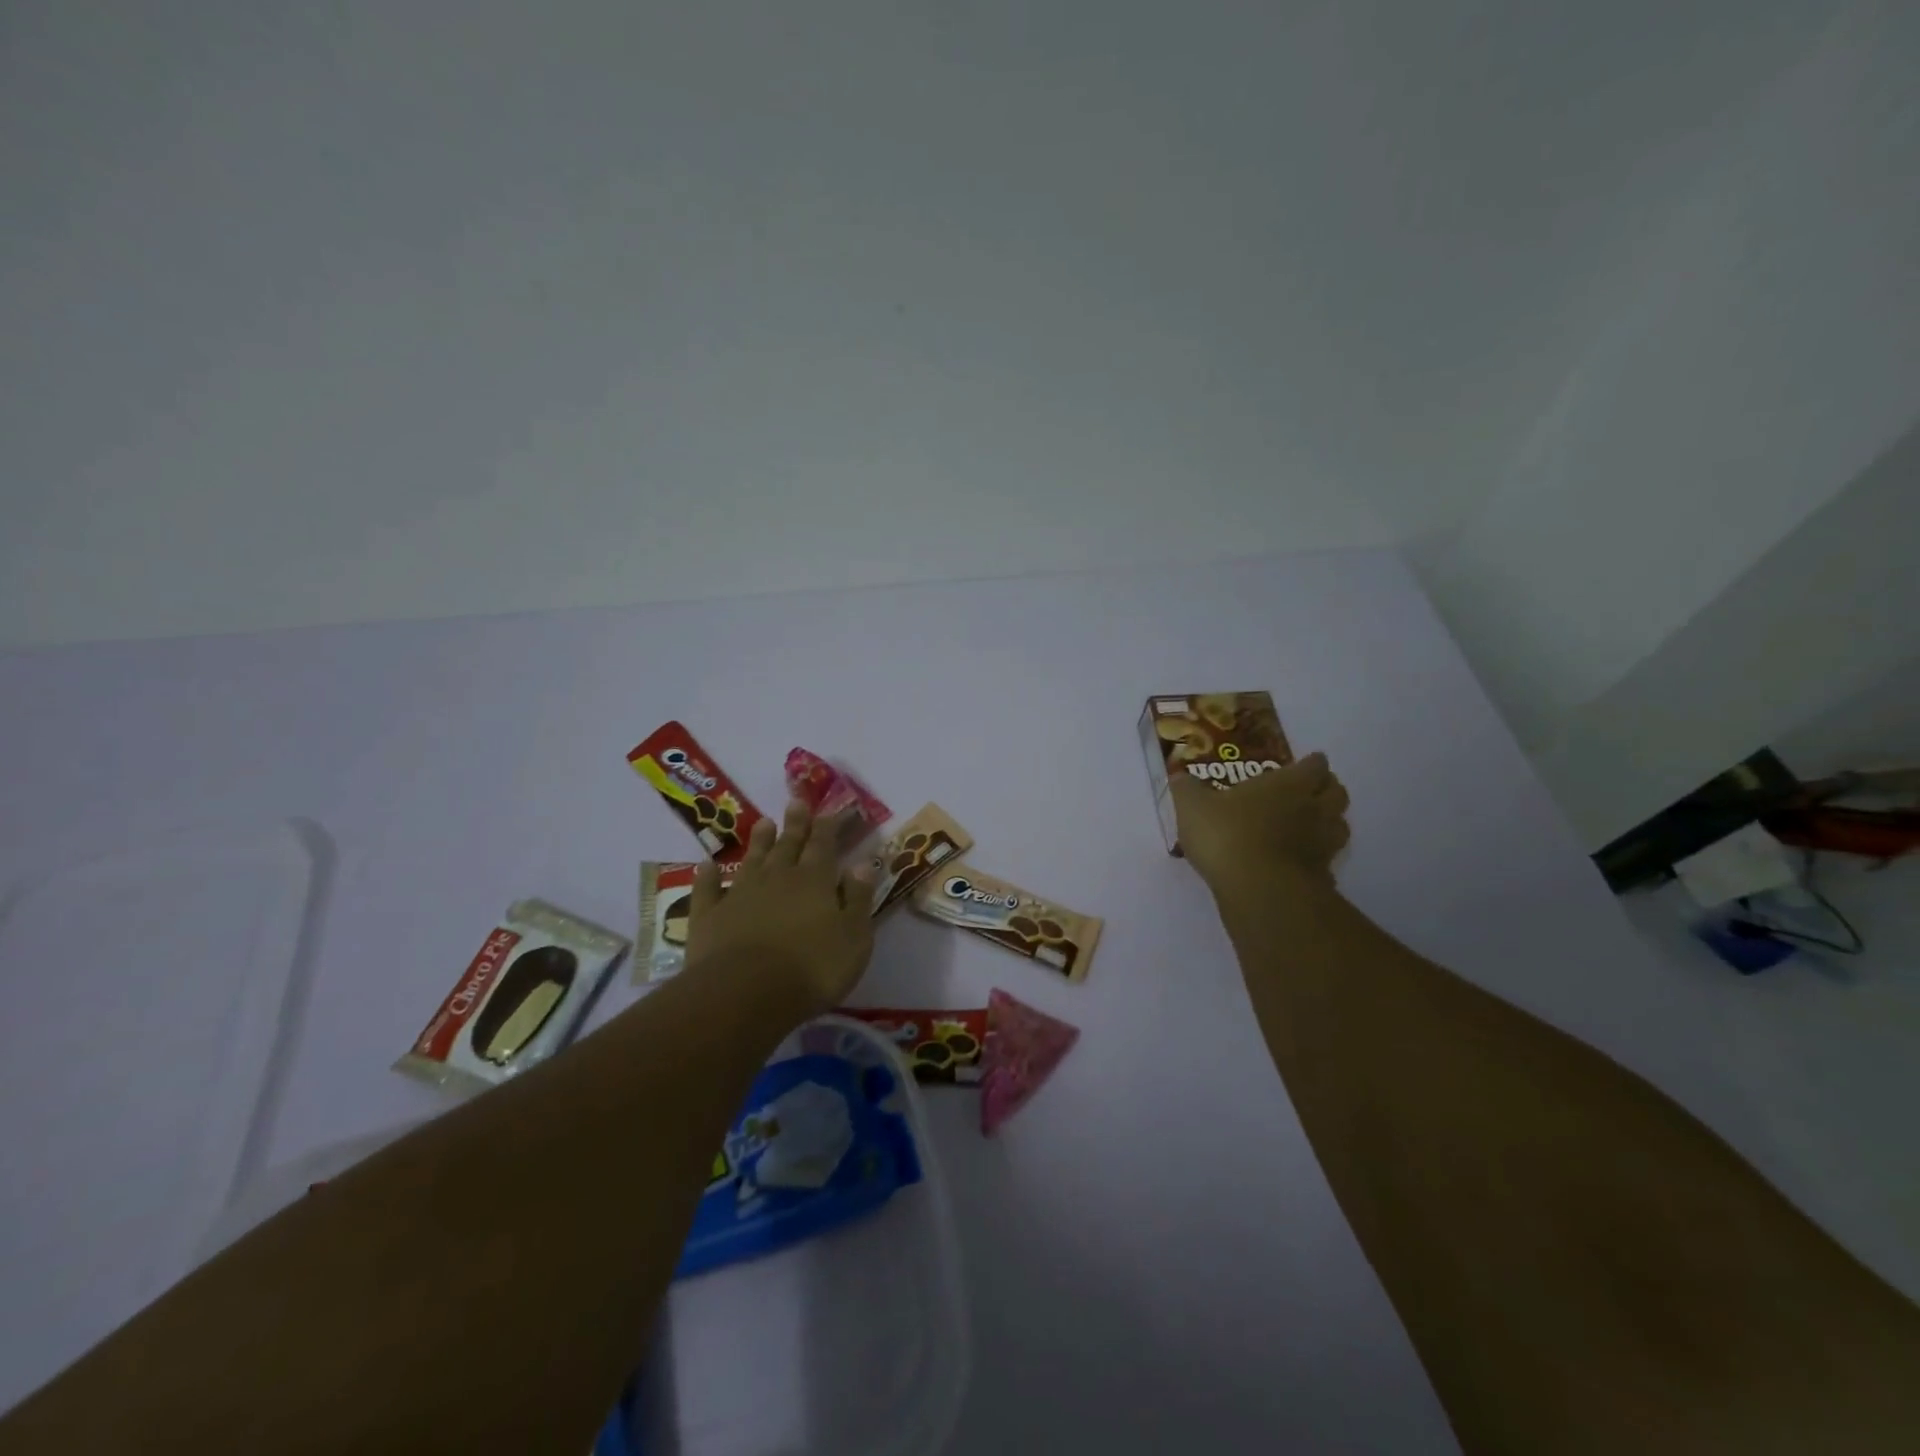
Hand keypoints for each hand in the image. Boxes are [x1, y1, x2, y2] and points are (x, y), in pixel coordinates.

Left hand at [683, 801, 877, 1017]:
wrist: (745, 993)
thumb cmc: (812, 969)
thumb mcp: (854, 938)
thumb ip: (858, 899)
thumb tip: (862, 865)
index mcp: (814, 881)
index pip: (824, 845)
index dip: (828, 826)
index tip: (831, 810)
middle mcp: (777, 878)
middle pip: (788, 844)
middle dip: (795, 824)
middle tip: (796, 801)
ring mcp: (740, 895)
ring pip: (751, 859)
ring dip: (759, 841)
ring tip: (763, 821)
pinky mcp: (709, 916)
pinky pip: (708, 889)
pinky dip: (707, 876)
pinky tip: (706, 865)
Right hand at [1170, 751, 1350, 894]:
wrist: (1258, 889)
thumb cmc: (1227, 834)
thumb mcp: (1193, 806)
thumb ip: (1187, 789)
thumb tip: (1179, 776)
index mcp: (1288, 784)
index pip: (1315, 765)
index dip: (1312, 763)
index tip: (1305, 763)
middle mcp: (1314, 809)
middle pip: (1338, 792)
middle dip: (1327, 788)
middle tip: (1309, 791)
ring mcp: (1323, 844)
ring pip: (1340, 826)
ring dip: (1330, 822)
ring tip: (1310, 825)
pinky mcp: (1322, 876)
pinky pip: (1328, 861)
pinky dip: (1319, 859)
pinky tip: (1302, 863)